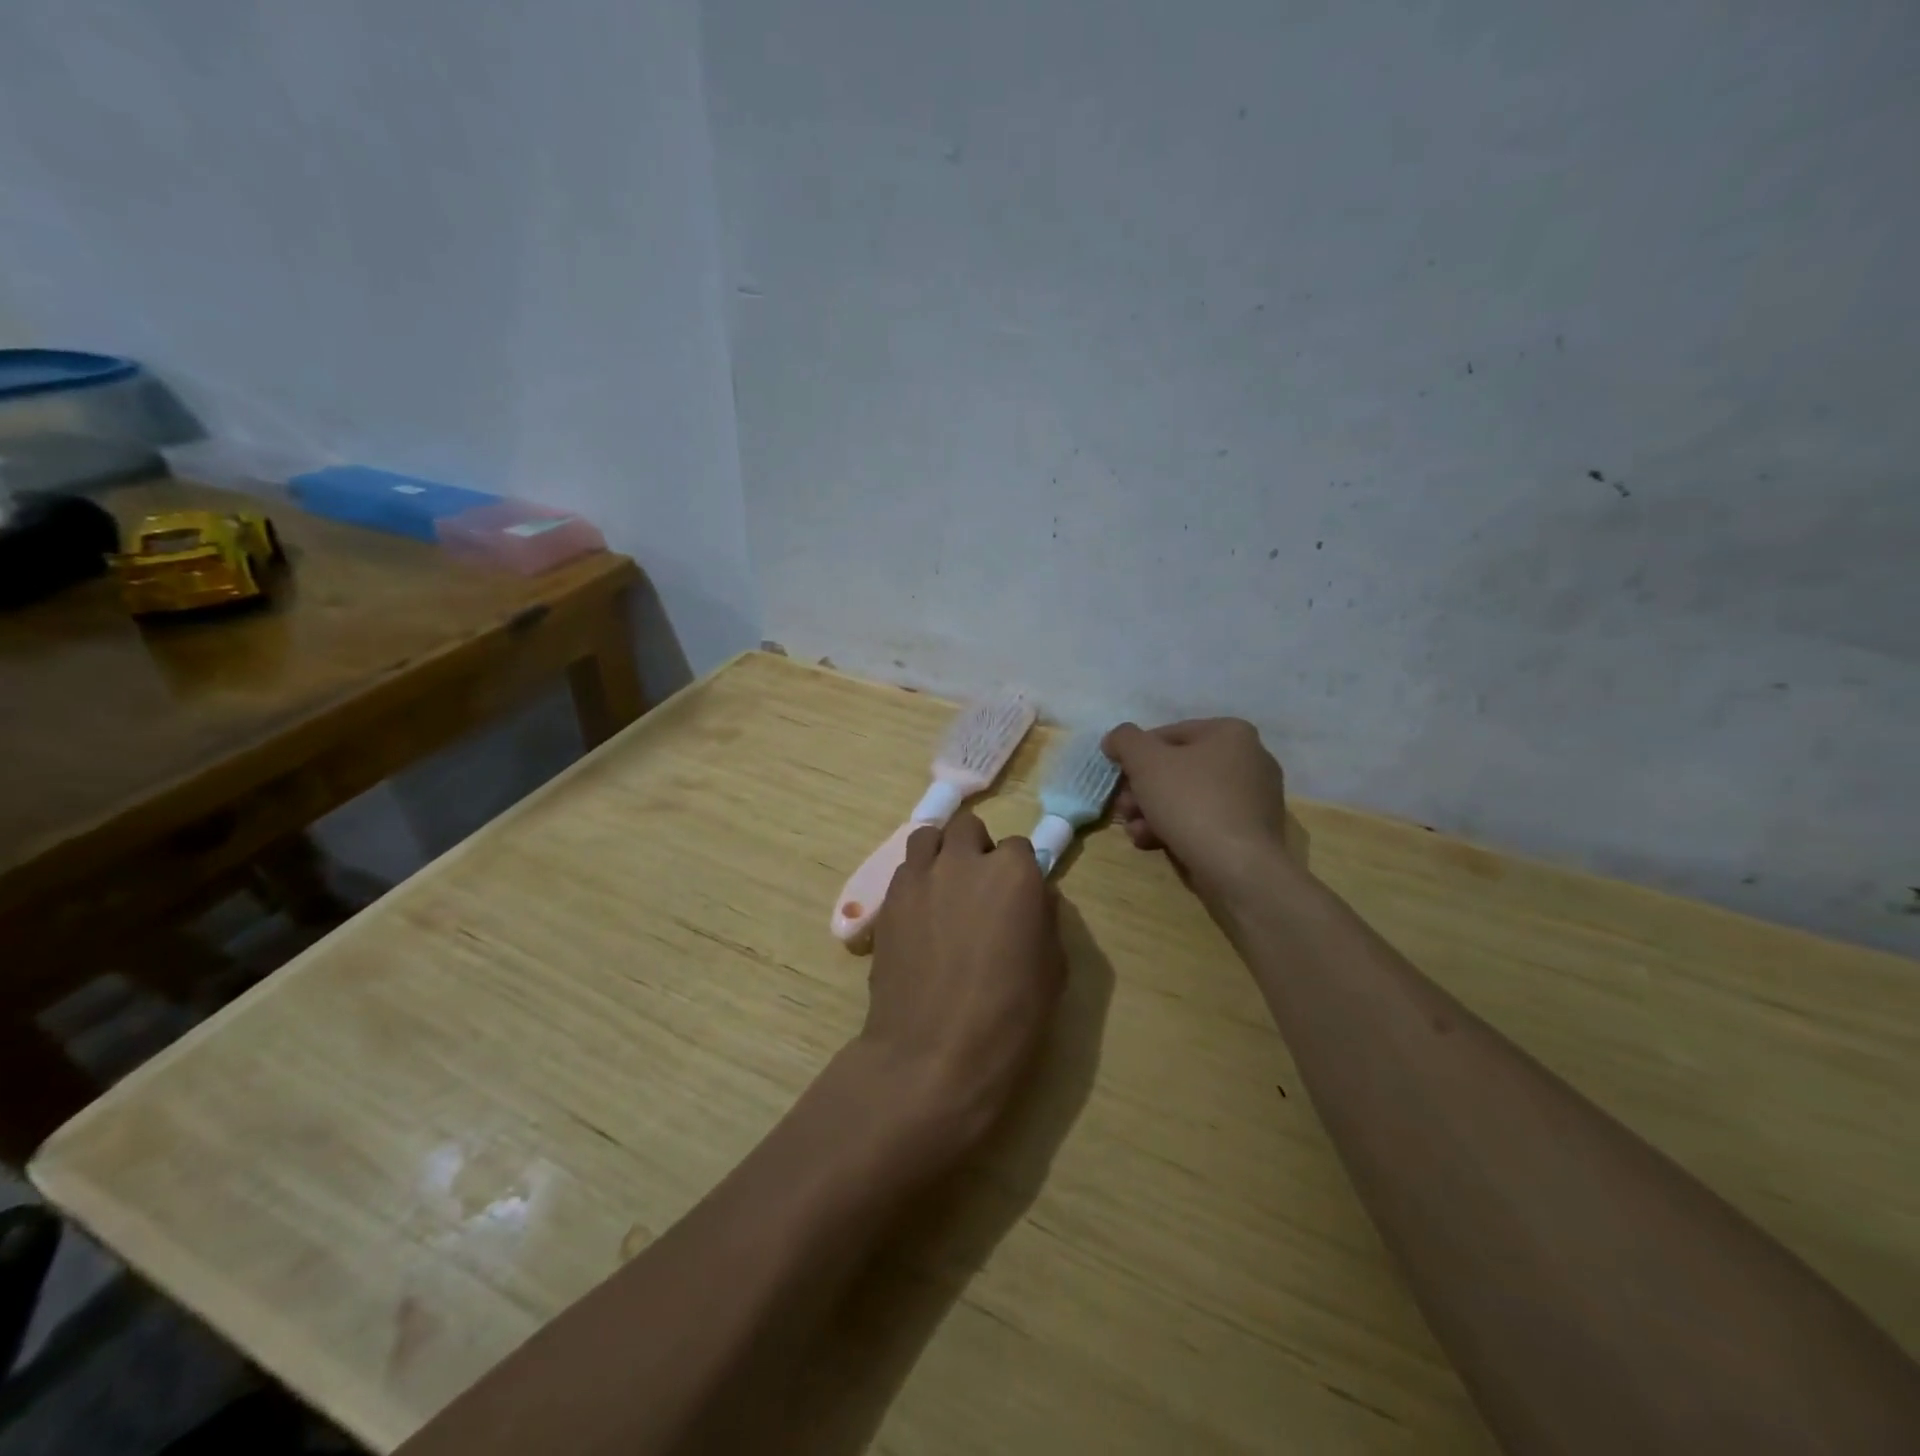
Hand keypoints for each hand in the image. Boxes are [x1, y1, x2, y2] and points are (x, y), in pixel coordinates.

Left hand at [857, 810, 1066, 1158]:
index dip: (1020, 872)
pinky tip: (921, 914)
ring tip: (944, 888)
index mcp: (1013, 873)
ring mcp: (919, 876)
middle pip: (968, 828)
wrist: (932, 1052)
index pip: (1019, 846)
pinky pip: (904, 870)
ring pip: (928, 837)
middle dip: (977, 849)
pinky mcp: (887, 900)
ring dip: (941, 853)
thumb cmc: (1008, 1017)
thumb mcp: (1052, 969)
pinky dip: (915, 879)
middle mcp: (964, 861)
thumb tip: (1034, 897)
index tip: (1018, 898)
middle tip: (980, 888)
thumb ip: (1044, 918)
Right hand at [1102, 719, 1290, 898]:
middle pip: (1177, 769)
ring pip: (1188, 797)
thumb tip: (1116, 739)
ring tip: (1134, 831)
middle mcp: (1249, 759)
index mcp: (1231, 733)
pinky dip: (1176, 828)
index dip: (1135, 755)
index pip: (1168, 734)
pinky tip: (1153, 843)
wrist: (1237, 867)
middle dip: (1142, 789)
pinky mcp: (1250, 832)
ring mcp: (1253, 798)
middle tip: (1123, 808)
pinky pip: (1205, 821)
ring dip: (1152, 812)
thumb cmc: (1191, 802)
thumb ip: (1125, 740)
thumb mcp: (1145, 761)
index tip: (1118, 778)